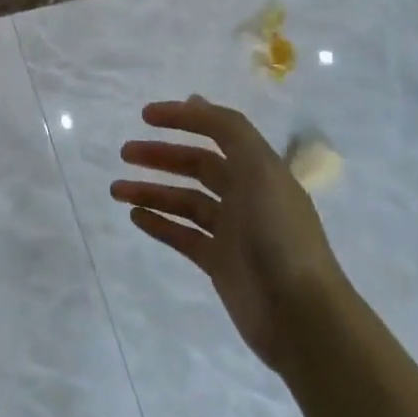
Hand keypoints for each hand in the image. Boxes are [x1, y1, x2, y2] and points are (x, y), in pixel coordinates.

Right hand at [113, 96, 343, 369]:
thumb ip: (228, 131)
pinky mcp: (219, 263)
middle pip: (197, 165)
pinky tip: (135, 216)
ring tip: (116, 190)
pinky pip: (182, 234)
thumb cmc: (279, 236)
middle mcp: (246, 195)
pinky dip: (159, 223)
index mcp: (260, 169)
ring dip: (151, 190)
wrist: (301, 317)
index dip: (184, 119)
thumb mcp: (259, 170)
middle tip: (124, 153)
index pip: (218, 131)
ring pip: (184, 201)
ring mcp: (232, 231)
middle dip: (161, 156)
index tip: (146, 116)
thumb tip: (195, 99)